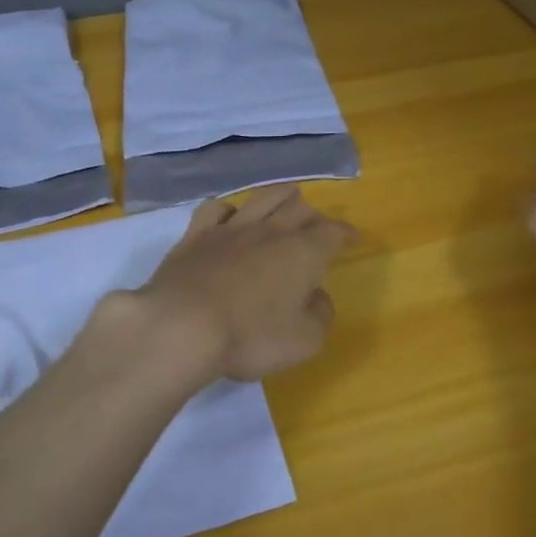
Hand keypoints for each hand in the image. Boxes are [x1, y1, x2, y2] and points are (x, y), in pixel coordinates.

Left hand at [129, 185, 356, 383]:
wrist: (183, 327)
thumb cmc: (251, 337)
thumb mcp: (304, 340)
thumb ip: (320, 315)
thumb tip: (317, 296)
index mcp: (303, 253)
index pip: (332, 232)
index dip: (345, 233)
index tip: (352, 238)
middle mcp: (271, 231)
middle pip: (299, 210)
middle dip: (314, 215)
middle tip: (318, 225)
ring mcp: (231, 229)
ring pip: (262, 199)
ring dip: (280, 196)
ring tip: (288, 196)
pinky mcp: (196, 235)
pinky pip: (215, 209)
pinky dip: (228, 209)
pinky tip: (230, 216)